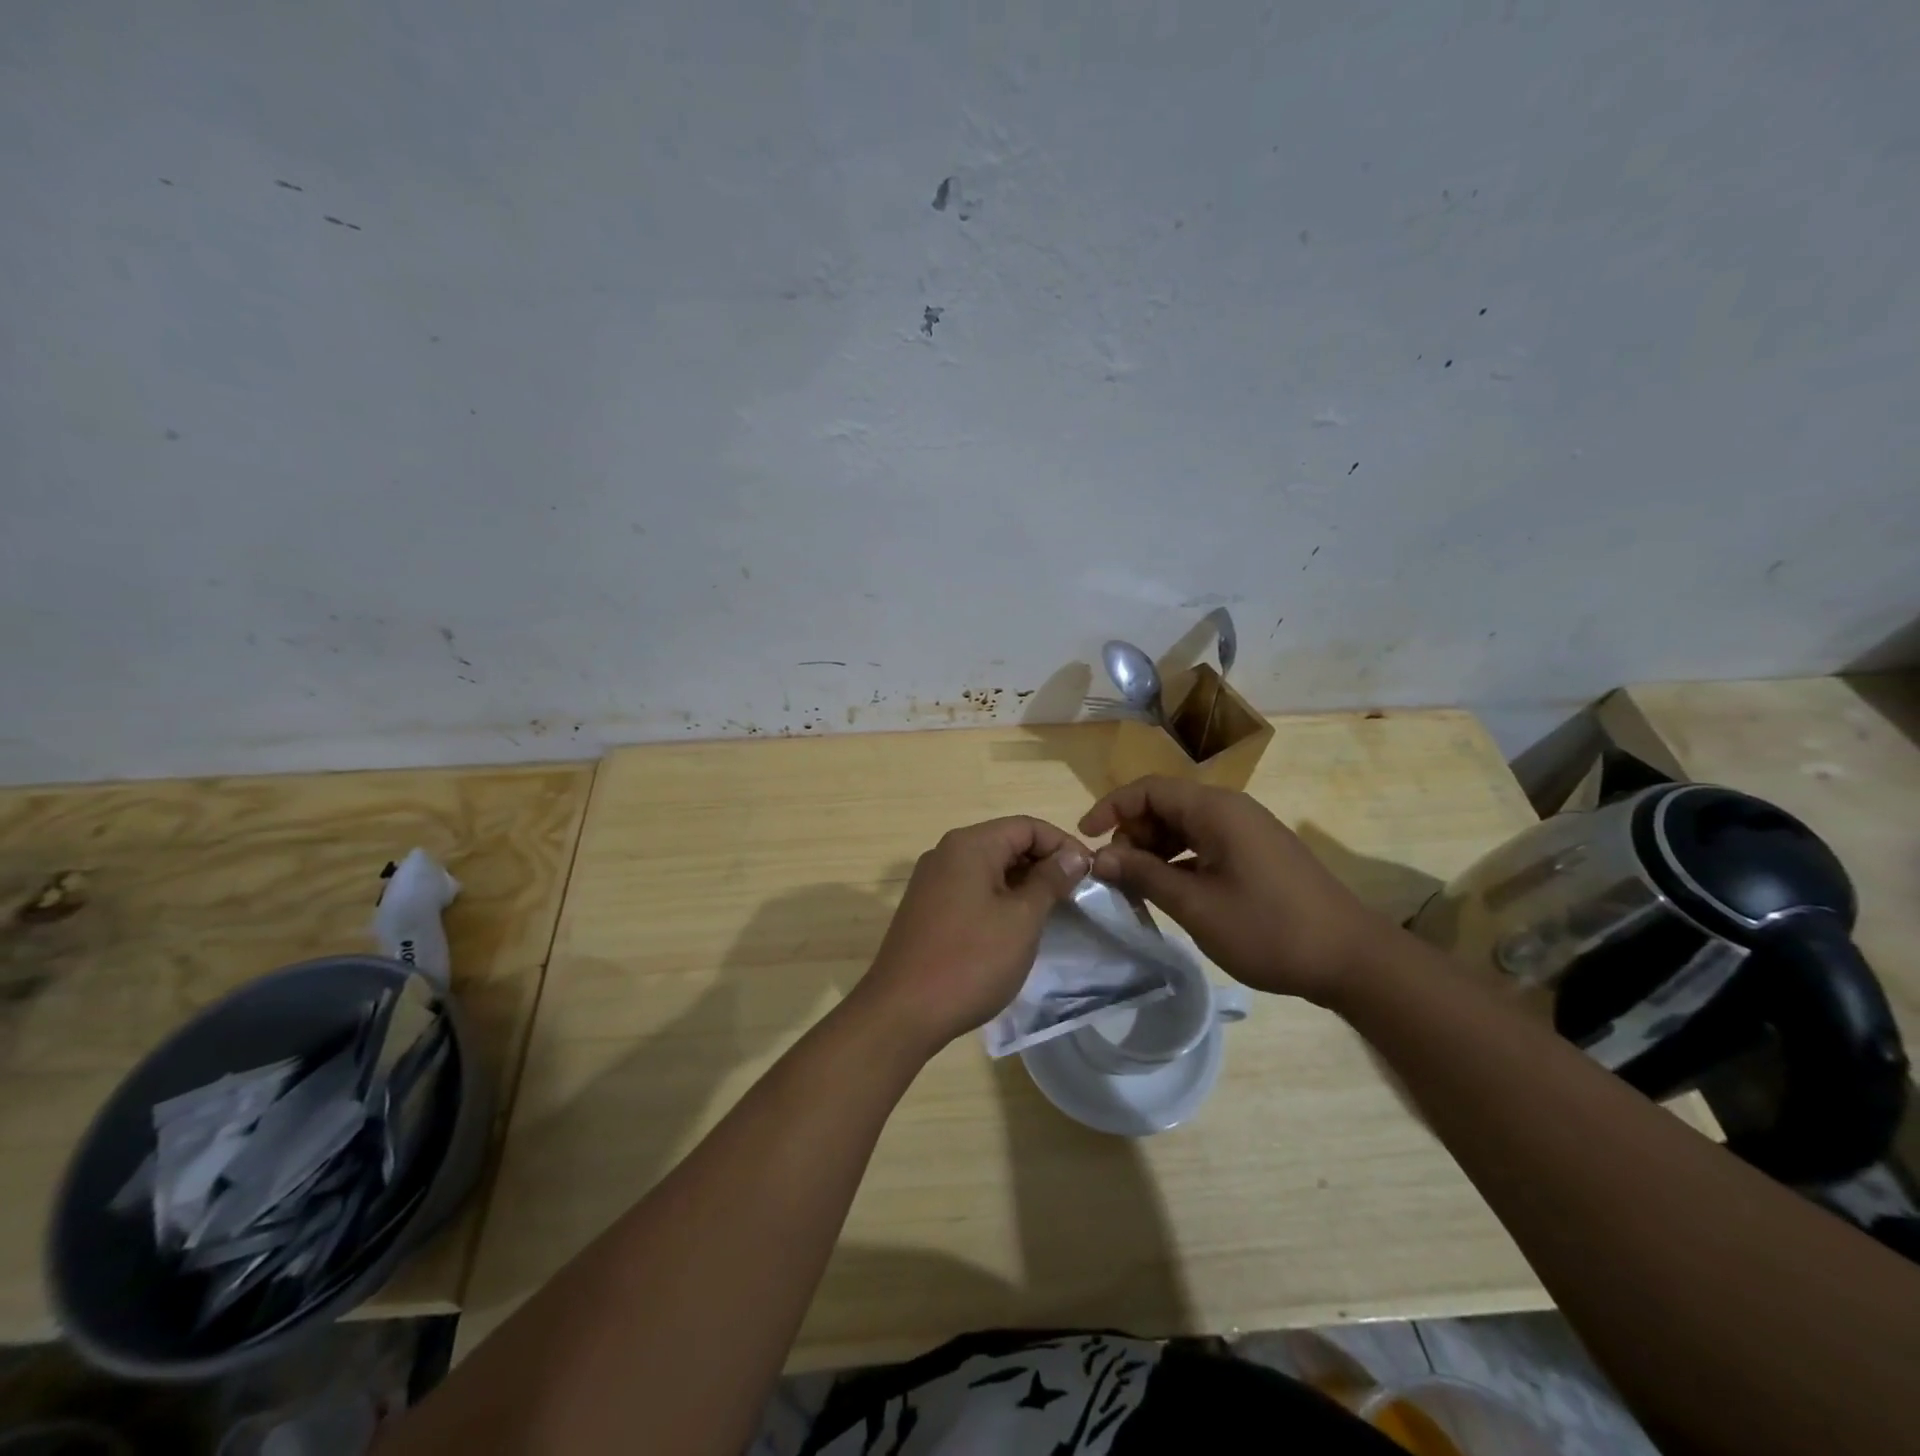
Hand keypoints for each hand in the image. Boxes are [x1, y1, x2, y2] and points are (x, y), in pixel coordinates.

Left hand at [854, 817, 1090, 1056]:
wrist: (903, 1011)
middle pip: (1006, 842)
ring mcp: (931, 881)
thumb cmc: (970, 960)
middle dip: (1043, 863)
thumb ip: (1050, 881)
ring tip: (1051, 913)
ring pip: (988, 867)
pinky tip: (1014, 927)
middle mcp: (946, 853)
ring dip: (1022, 883)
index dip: (1062, 844)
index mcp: (969, 845)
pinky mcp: (926, 907)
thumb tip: (1072, 855)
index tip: (1090, 874)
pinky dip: (998, 898)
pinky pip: (971, 888)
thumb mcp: (1021, 919)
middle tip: (1074, 896)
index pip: (1026, 826)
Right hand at [1079, 776, 1395, 1005]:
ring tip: (1138, 887)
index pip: (1149, 789)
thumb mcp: (1196, 905)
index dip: (1111, 808)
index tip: (1085, 838)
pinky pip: (1205, 843)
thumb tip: (1099, 857)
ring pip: (1184, 826)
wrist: (1352, 960)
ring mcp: (1248, 831)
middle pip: (1165, 804)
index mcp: (1216, 810)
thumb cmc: (1268, 929)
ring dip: (1154, 849)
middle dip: (1132, 833)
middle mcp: (1231, 809)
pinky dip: (1179, 860)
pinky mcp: (1258, 853)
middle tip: (1116, 875)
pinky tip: (1172, 891)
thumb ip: (1143, 875)